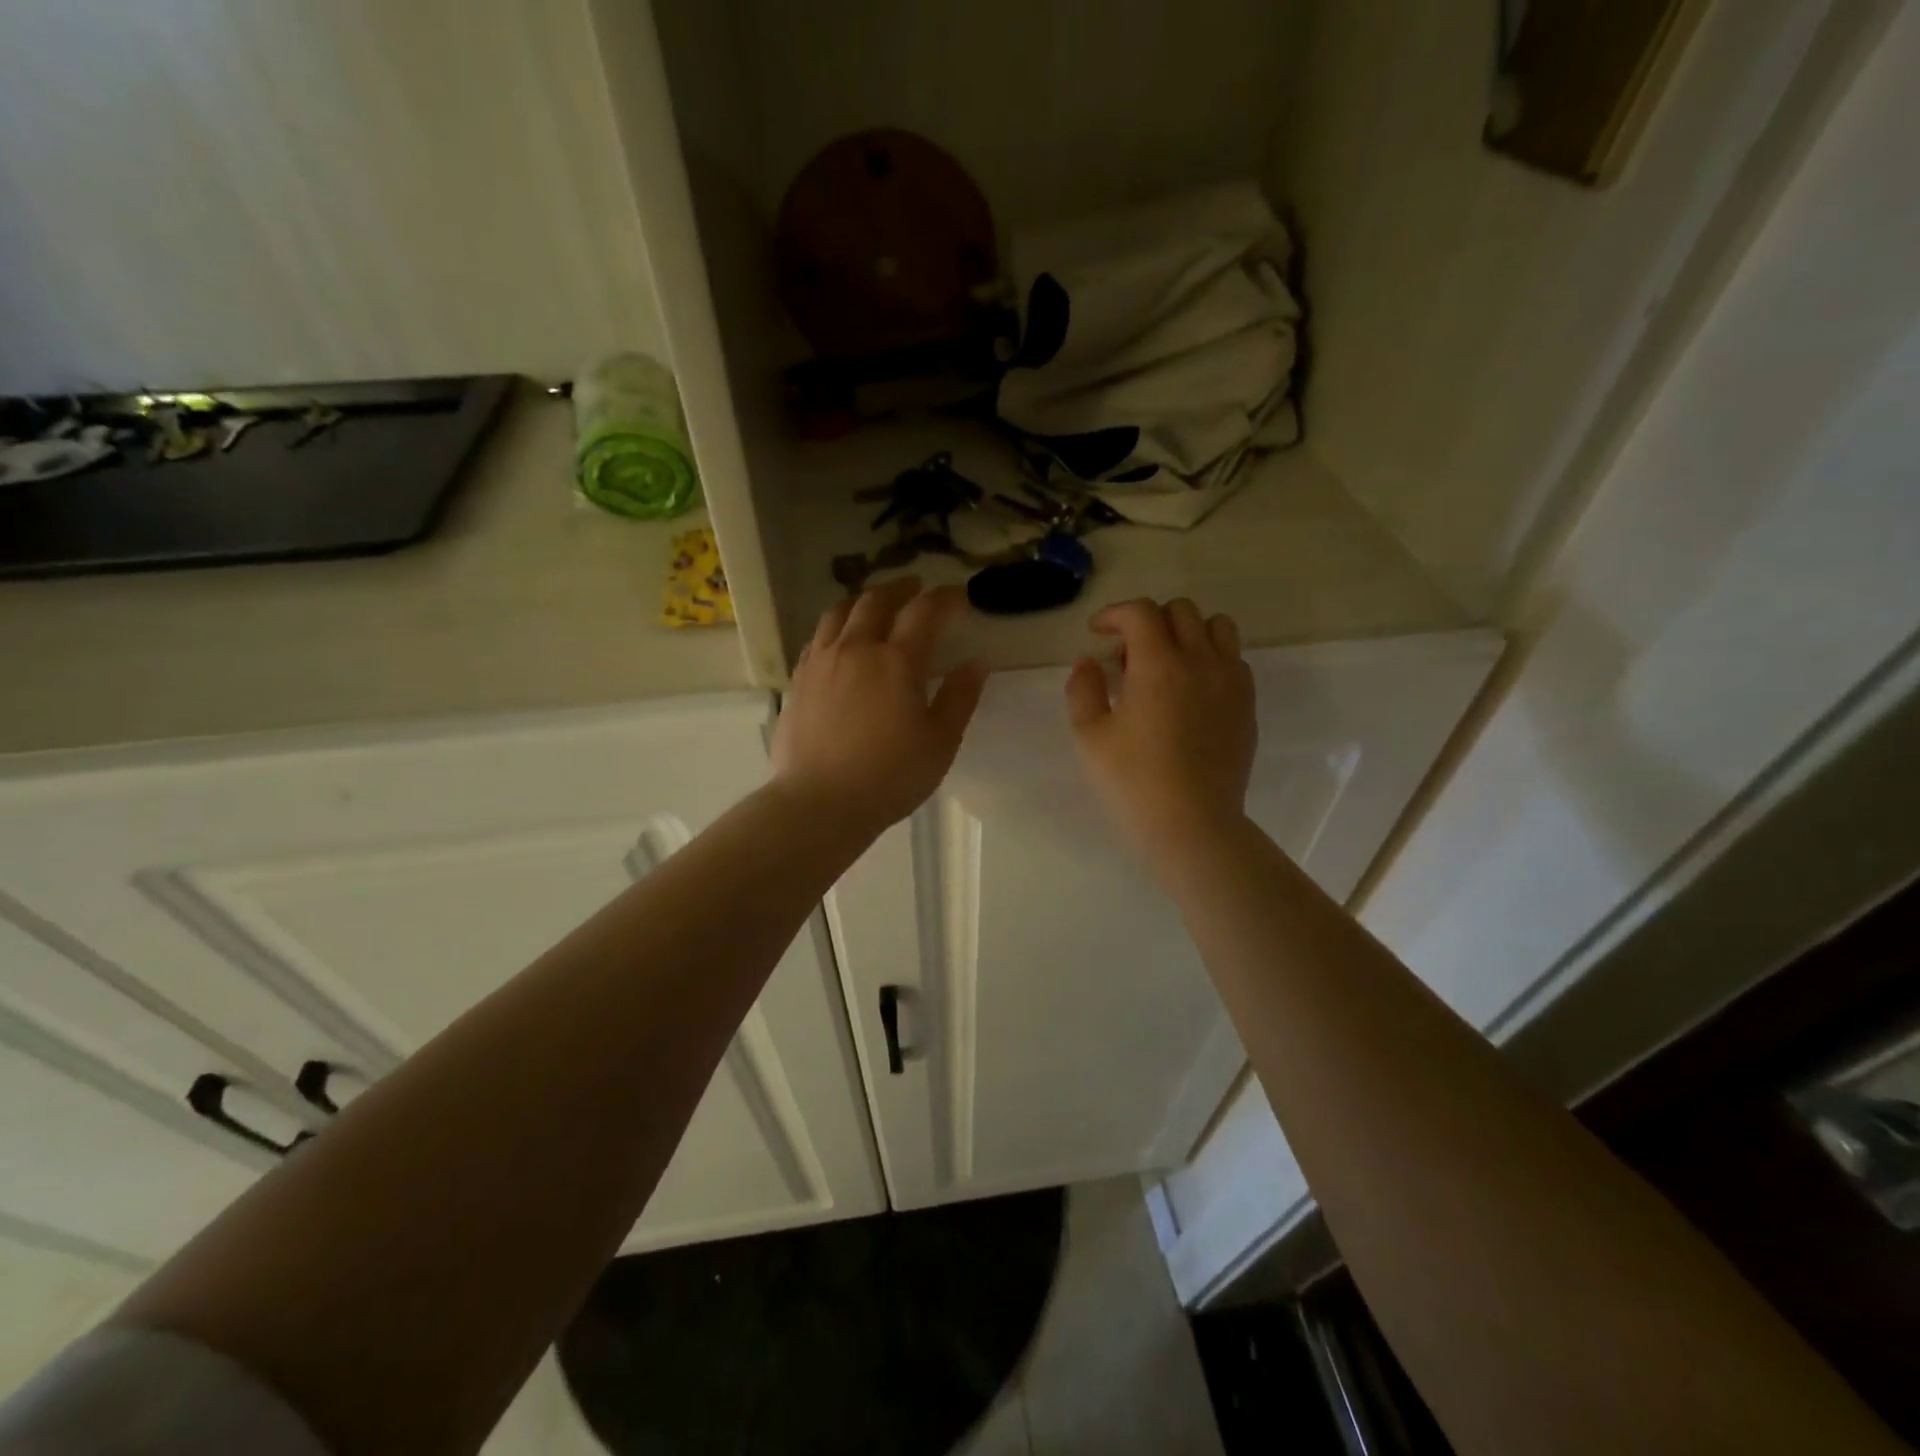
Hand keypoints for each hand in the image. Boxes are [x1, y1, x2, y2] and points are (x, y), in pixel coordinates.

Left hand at [772, 579, 989, 836]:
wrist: (820, 802)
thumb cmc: (890, 777)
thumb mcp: (940, 743)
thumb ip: (960, 698)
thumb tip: (977, 663)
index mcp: (897, 661)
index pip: (924, 612)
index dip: (944, 598)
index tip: (958, 597)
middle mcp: (856, 649)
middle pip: (877, 601)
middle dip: (901, 588)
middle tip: (916, 588)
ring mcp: (822, 661)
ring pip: (840, 612)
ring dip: (864, 600)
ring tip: (876, 604)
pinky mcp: (799, 680)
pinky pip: (818, 637)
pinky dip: (836, 626)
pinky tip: (841, 639)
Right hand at [1066, 597, 1255, 865]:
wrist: (1193, 823)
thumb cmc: (1134, 781)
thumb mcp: (1090, 736)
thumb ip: (1083, 689)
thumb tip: (1088, 662)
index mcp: (1158, 665)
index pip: (1141, 612)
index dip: (1114, 614)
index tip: (1097, 632)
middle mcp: (1200, 661)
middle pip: (1180, 611)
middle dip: (1148, 621)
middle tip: (1127, 654)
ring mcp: (1230, 681)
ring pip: (1217, 626)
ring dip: (1187, 632)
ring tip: (1167, 662)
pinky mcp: (1247, 704)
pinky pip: (1234, 659)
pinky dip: (1211, 658)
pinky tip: (1192, 689)